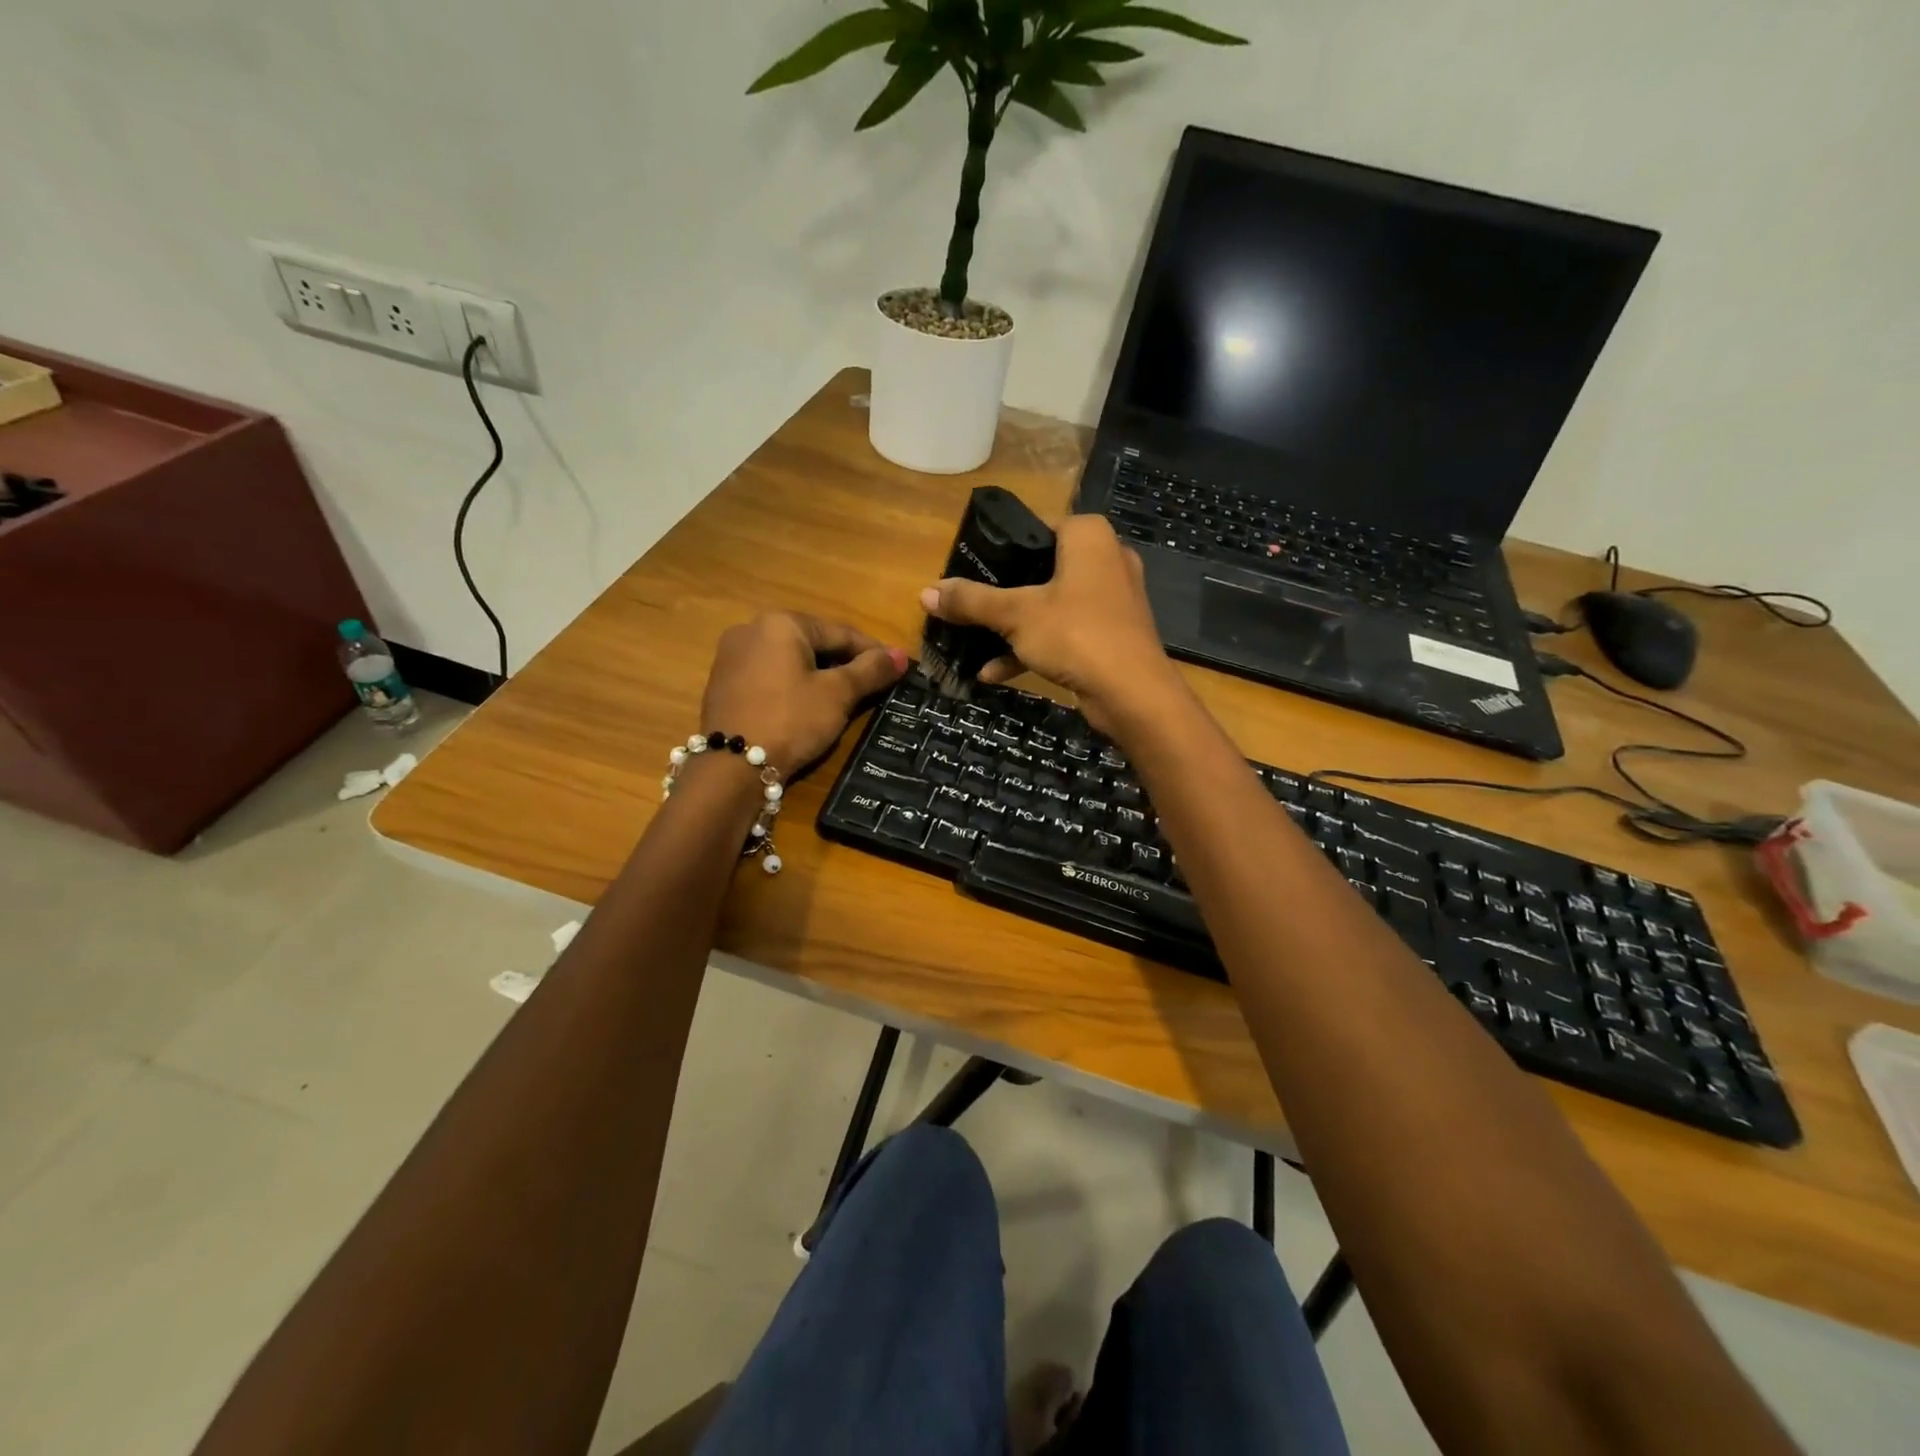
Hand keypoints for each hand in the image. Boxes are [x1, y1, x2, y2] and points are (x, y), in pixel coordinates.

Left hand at [701, 614, 906, 773]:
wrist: (733, 766)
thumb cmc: (792, 719)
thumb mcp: (838, 695)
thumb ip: (871, 671)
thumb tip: (901, 656)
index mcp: (781, 623)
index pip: (840, 632)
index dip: (873, 651)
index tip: (897, 668)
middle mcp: (751, 629)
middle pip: (813, 642)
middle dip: (844, 662)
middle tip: (873, 685)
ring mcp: (731, 656)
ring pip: (790, 660)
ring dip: (819, 674)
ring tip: (845, 698)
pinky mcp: (723, 683)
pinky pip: (770, 676)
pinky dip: (793, 685)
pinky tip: (808, 706)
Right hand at [919, 514, 1181, 735]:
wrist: (1133, 694)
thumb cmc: (1076, 634)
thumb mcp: (1015, 615)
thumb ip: (971, 601)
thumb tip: (925, 592)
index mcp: (1089, 537)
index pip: (1038, 527)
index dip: (1004, 546)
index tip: (974, 568)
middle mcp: (1106, 560)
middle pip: (1042, 569)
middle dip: (1004, 593)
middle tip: (971, 605)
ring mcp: (1112, 600)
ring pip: (1052, 606)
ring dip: (1014, 628)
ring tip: (974, 643)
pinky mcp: (1112, 635)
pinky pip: (1065, 633)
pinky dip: (1034, 648)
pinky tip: (994, 672)